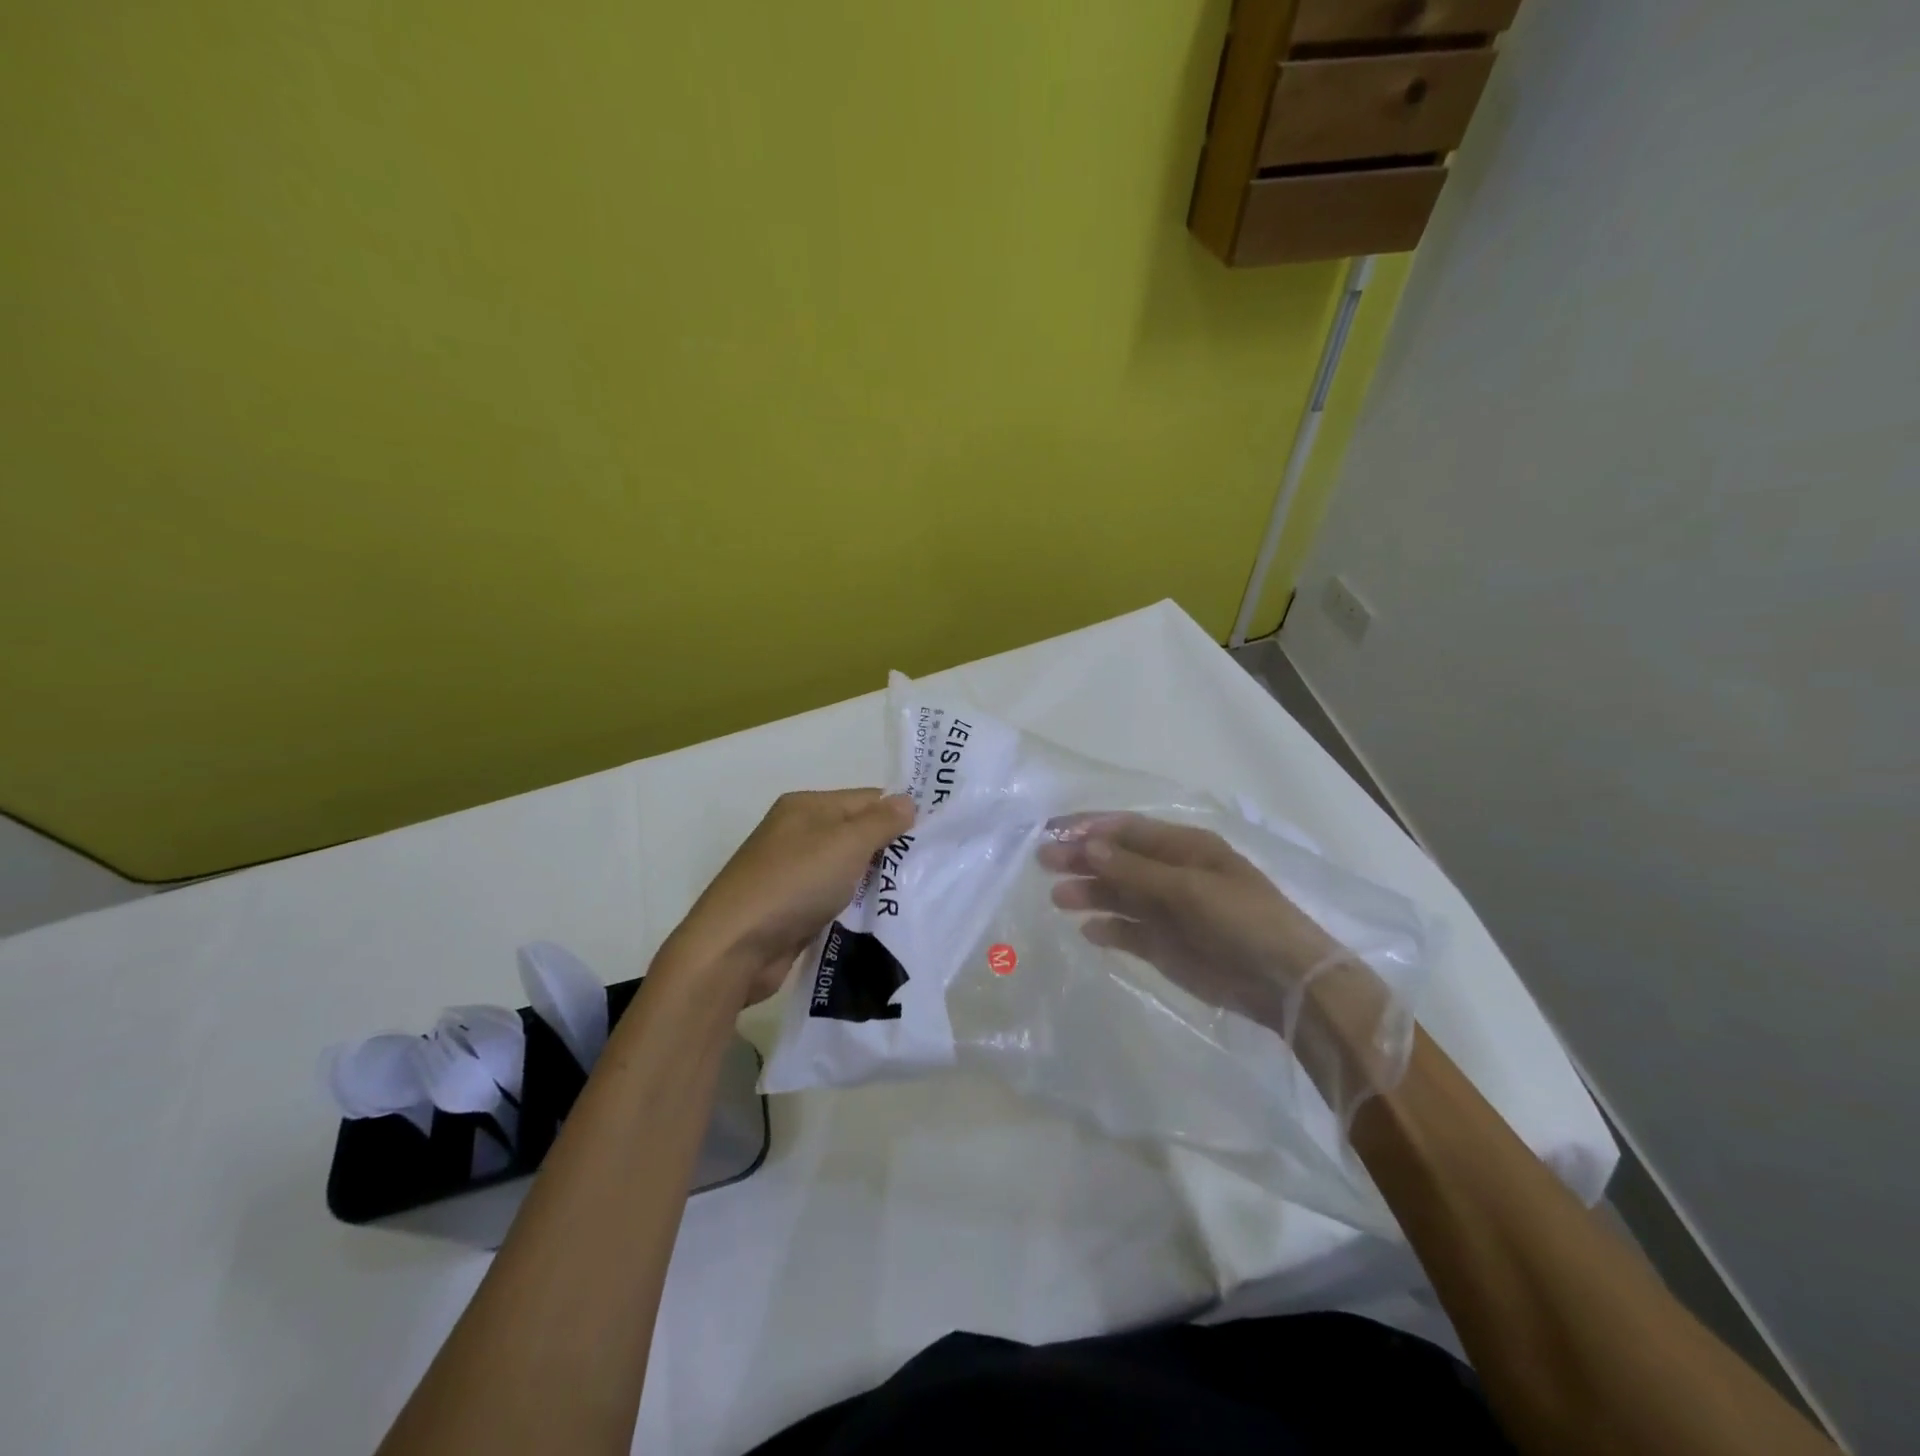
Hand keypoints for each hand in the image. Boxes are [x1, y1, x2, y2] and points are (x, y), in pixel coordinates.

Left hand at [661, 789, 916, 1005]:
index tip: (934, 837)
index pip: (866, 799)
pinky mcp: (790, 907)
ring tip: (911, 895)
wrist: (735, 946)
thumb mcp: (846, 843)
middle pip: (856, 833)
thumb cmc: (794, 883)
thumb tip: (907, 801)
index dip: (899, 814)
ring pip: (846, 869)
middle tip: (928, 869)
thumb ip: (881, 821)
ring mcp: (791, 872)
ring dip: (873, 881)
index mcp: (806, 806)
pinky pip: (833, 898)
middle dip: (889, 850)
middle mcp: (797, 833)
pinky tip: (878, 917)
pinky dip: (853, 905)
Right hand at [1039, 813, 1407, 1104]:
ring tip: (1057, 899)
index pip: (1127, 830)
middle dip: (1081, 858)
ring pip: (1118, 895)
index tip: (1052, 832)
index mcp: (1184, 848)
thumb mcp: (1189, 889)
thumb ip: (1135, 869)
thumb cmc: (1242, 920)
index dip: (1089, 828)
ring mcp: (1167, 911)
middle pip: (1117, 860)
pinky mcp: (1165, 946)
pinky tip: (1088, 931)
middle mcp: (1171, 874)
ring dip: (1089, 893)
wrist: (1284, 982)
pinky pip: (1128, 931)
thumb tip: (1087, 846)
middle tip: (1042, 863)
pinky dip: (1108, 929)